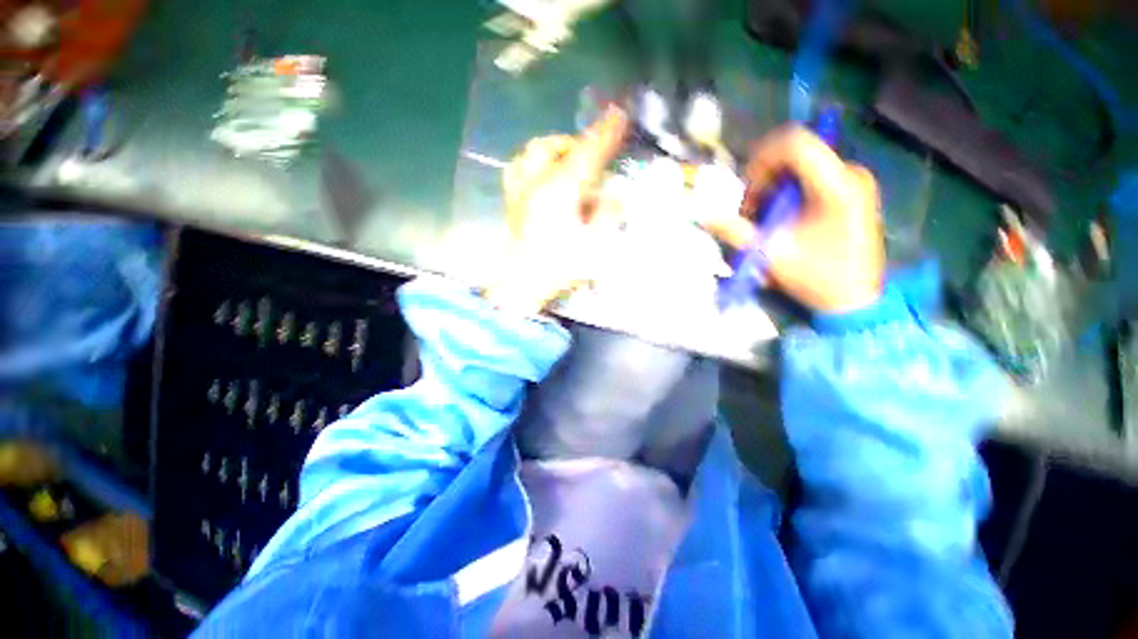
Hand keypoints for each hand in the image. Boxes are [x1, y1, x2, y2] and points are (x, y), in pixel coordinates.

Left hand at [484, 107, 628, 315]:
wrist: (522, 286)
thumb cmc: (560, 268)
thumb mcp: (595, 246)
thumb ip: (608, 215)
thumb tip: (615, 193)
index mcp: (560, 192)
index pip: (587, 154)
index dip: (605, 133)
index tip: (620, 113)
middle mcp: (537, 183)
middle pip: (555, 147)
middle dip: (578, 143)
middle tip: (594, 155)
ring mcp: (520, 190)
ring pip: (534, 152)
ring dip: (555, 149)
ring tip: (569, 160)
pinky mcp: (511, 200)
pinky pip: (518, 168)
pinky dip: (533, 162)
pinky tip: (542, 173)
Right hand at [702, 125, 884, 313]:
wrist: (855, 298)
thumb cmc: (817, 278)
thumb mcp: (771, 255)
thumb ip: (736, 232)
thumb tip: (704, 216)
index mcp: (837, 187)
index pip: (795, 144)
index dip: (762, 157)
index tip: (746, 188)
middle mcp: (850, 173)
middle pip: (794, 153)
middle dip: (763, 178)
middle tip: (750, 211)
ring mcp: (852, 180)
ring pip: (799, 164)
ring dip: (771, 187)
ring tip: (762, 218)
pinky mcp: (849, 189)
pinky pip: (809, 176)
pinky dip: (785, 191)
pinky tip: (779, 216)